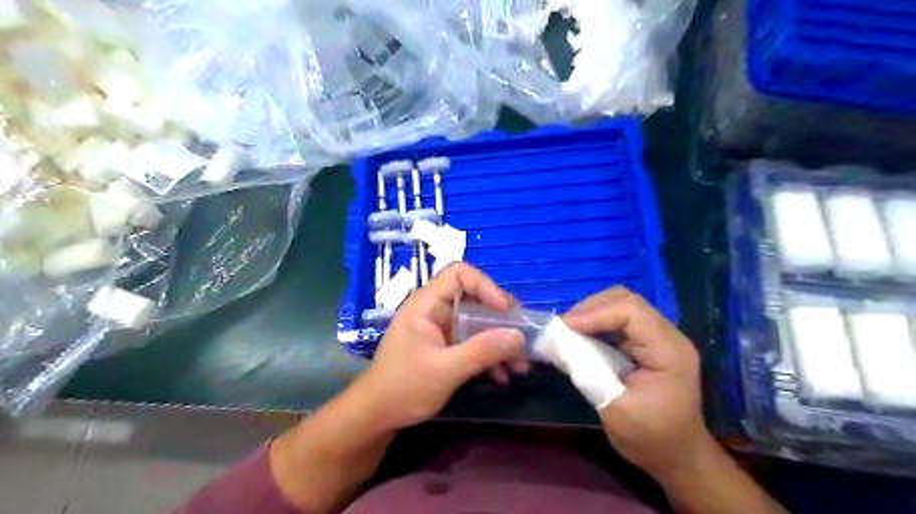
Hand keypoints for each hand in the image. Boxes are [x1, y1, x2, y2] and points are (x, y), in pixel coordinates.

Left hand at [352, 263, 528, 431]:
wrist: (377, 417)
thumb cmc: (404, 387)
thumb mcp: (446, 369)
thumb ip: (483, 351)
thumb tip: (519, 337)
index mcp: (427, 304)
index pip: (459, 274)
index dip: (485, 286)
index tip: (505, 311)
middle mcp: (435, 311)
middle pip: (474, 300)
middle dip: (500, 320)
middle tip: (521, 339)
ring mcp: (441, 331)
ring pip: (477, 325)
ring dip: (499, 343)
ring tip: (520, 366)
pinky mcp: (445, 349)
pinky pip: (472, 344)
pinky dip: (489, 357)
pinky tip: (503, 377)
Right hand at [563, 287, 711, 479]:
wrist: (677, 457)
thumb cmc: (651, 438)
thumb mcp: (616, 411)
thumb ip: (589, 374)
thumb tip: (559, 346)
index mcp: (668, 350)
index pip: (631, 311)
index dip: (595, 313)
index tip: (565, 327)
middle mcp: (666, 336)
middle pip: (626, 300)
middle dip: (590, 308)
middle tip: (564, 327)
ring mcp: (658, 337)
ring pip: (621, 305)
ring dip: (592, 313)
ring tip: (568, 330)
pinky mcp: (646, 344)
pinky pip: (619, 320)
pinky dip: (596, 323)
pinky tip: (581, 336)